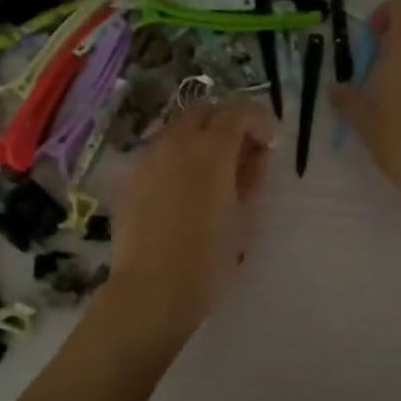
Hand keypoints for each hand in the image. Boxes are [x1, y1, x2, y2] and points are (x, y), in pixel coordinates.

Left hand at [108, 101, 273, 334]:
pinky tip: (185, 184)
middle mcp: (177, 141)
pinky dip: (178, 153)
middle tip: (242, 151)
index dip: (258, 120)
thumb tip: (255, 154)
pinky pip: (160, 149)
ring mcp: (149, 156)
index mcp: (211, 149)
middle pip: (205, 111)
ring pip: (179, 127)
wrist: (153, 288)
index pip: (238, 113)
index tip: (268, 142)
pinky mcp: (132, 175)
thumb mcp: (243, 217)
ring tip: (213, 168)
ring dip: (200, 135)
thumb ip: (251, 176)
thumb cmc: (208, 258)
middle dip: (227, 122)